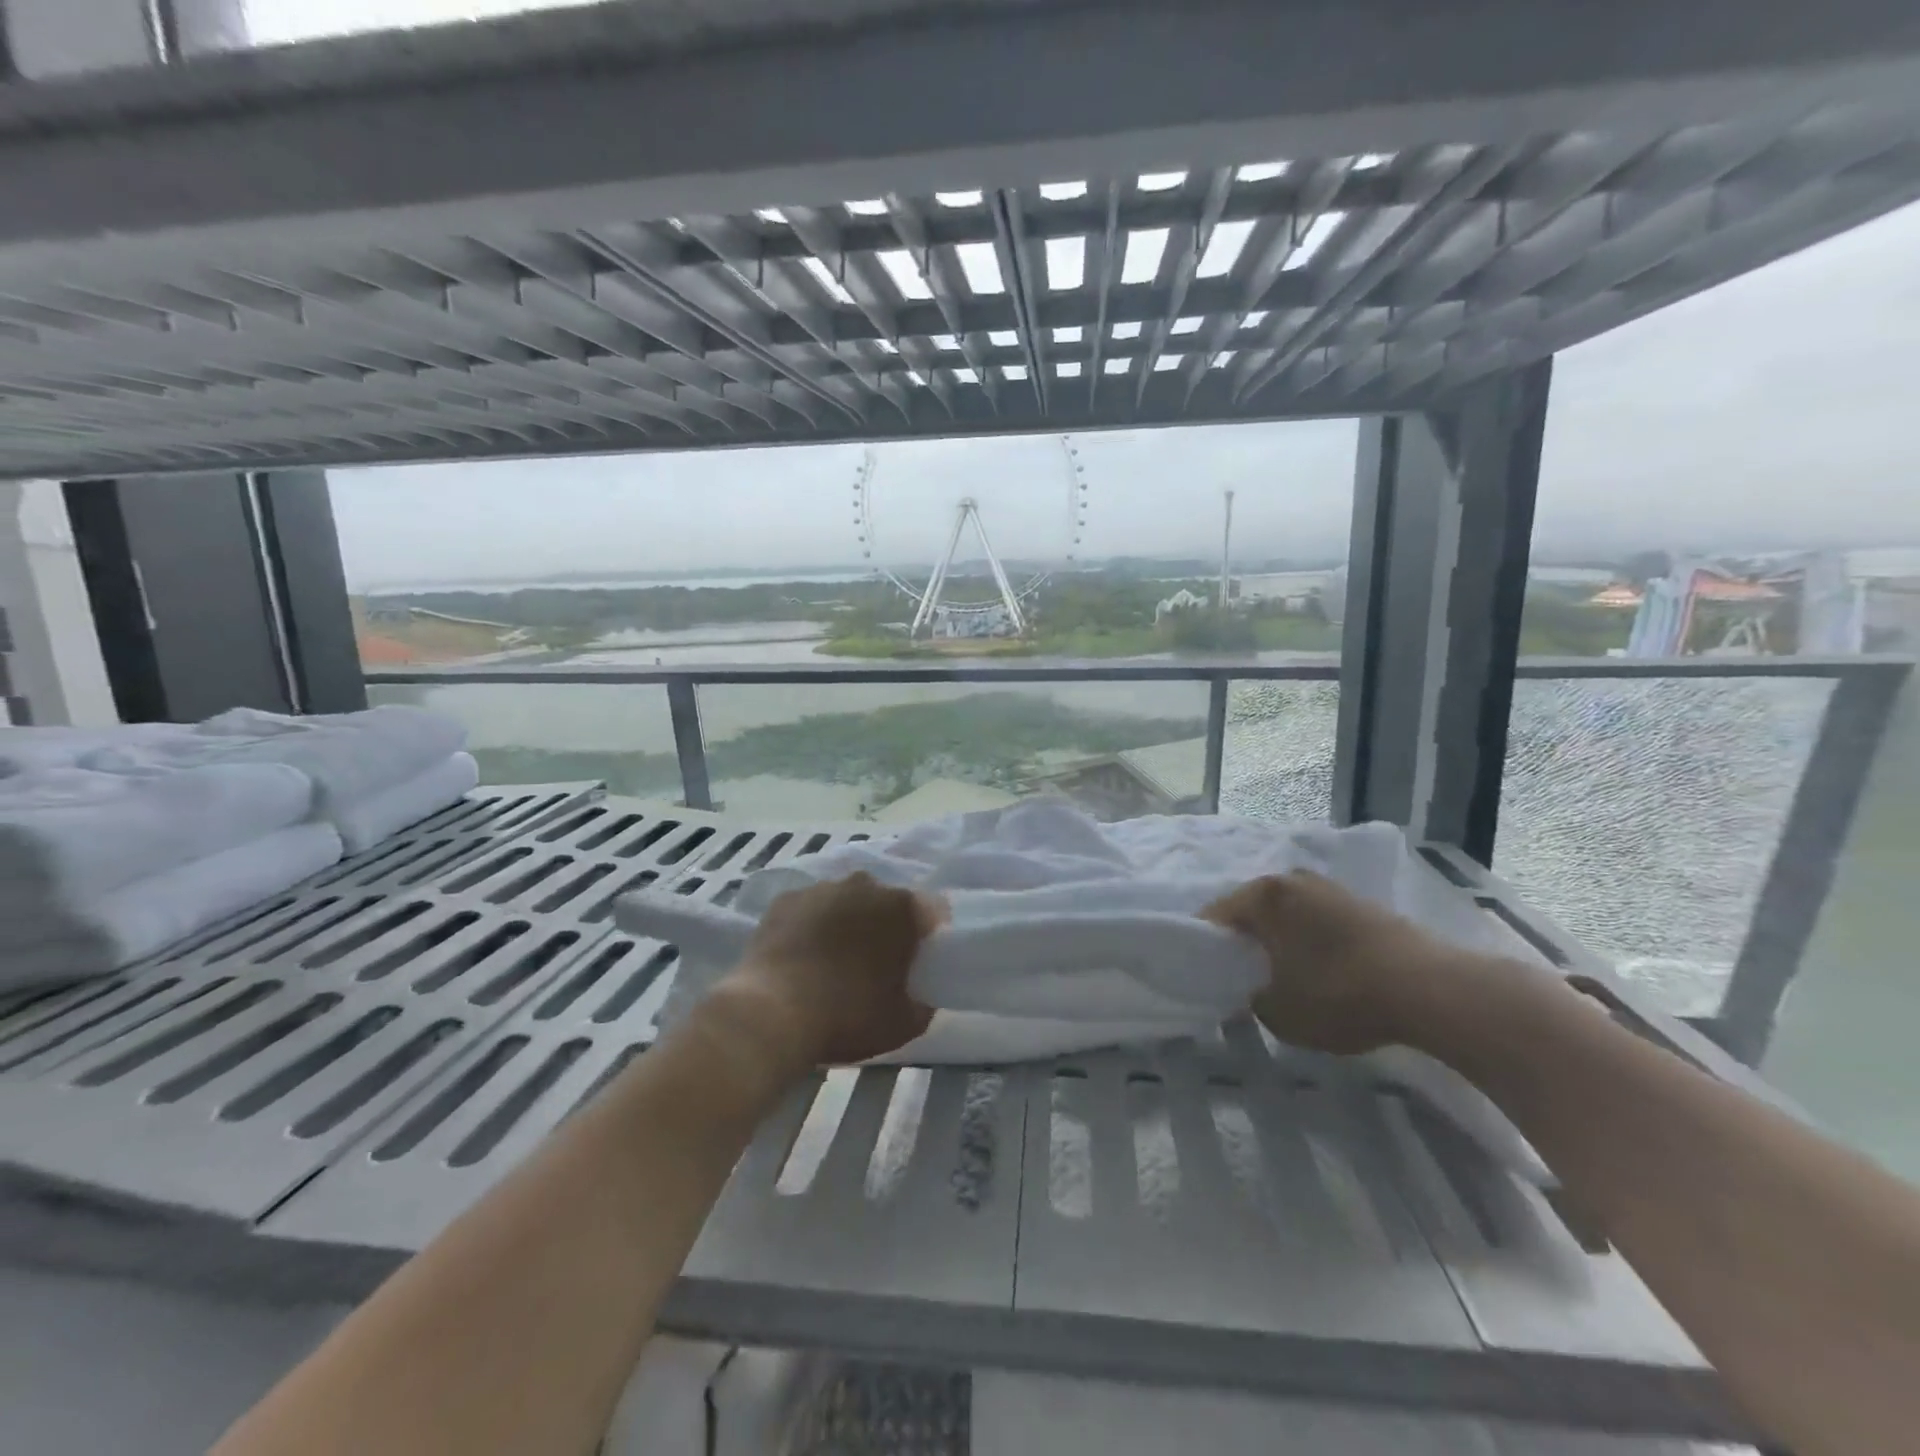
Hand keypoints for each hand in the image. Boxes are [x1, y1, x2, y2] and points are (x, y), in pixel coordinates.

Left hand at [707, 872, 938, 1068]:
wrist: (772, 1013)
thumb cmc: (849, 1015)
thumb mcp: (906, 1023)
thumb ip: (924, 1002)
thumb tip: (920, 994)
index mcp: (902, 907)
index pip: (931, 912)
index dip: (928, 936)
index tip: (917, 961)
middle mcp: (865, 885)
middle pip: (886, 901)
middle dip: (885, 924)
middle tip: (875, 963)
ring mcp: (822, 888)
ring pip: (846, 901)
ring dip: (847, 922)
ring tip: (834, 961)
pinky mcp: (786, 899)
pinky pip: (810, 909)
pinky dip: (811, 925)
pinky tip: (803, 956)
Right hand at [1204, 872, 1463, 1053]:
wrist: (1428, 989)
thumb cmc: (1337, 994)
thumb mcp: (1278, 1012)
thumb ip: (1250, 1000)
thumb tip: (1251, 992)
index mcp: (1262, 896)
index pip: (1216, 916)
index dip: (1205, 947)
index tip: (1203, 975)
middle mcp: (1292, 880)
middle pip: (1253, 910)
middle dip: (1244, 940)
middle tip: (1240, 975)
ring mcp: (1331, 888)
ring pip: (1288, 914)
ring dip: (1280, 939)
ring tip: (1281, 974)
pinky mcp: (1364, 905)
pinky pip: (1319, 921)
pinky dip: (1310, 941)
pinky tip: (1319, 970)